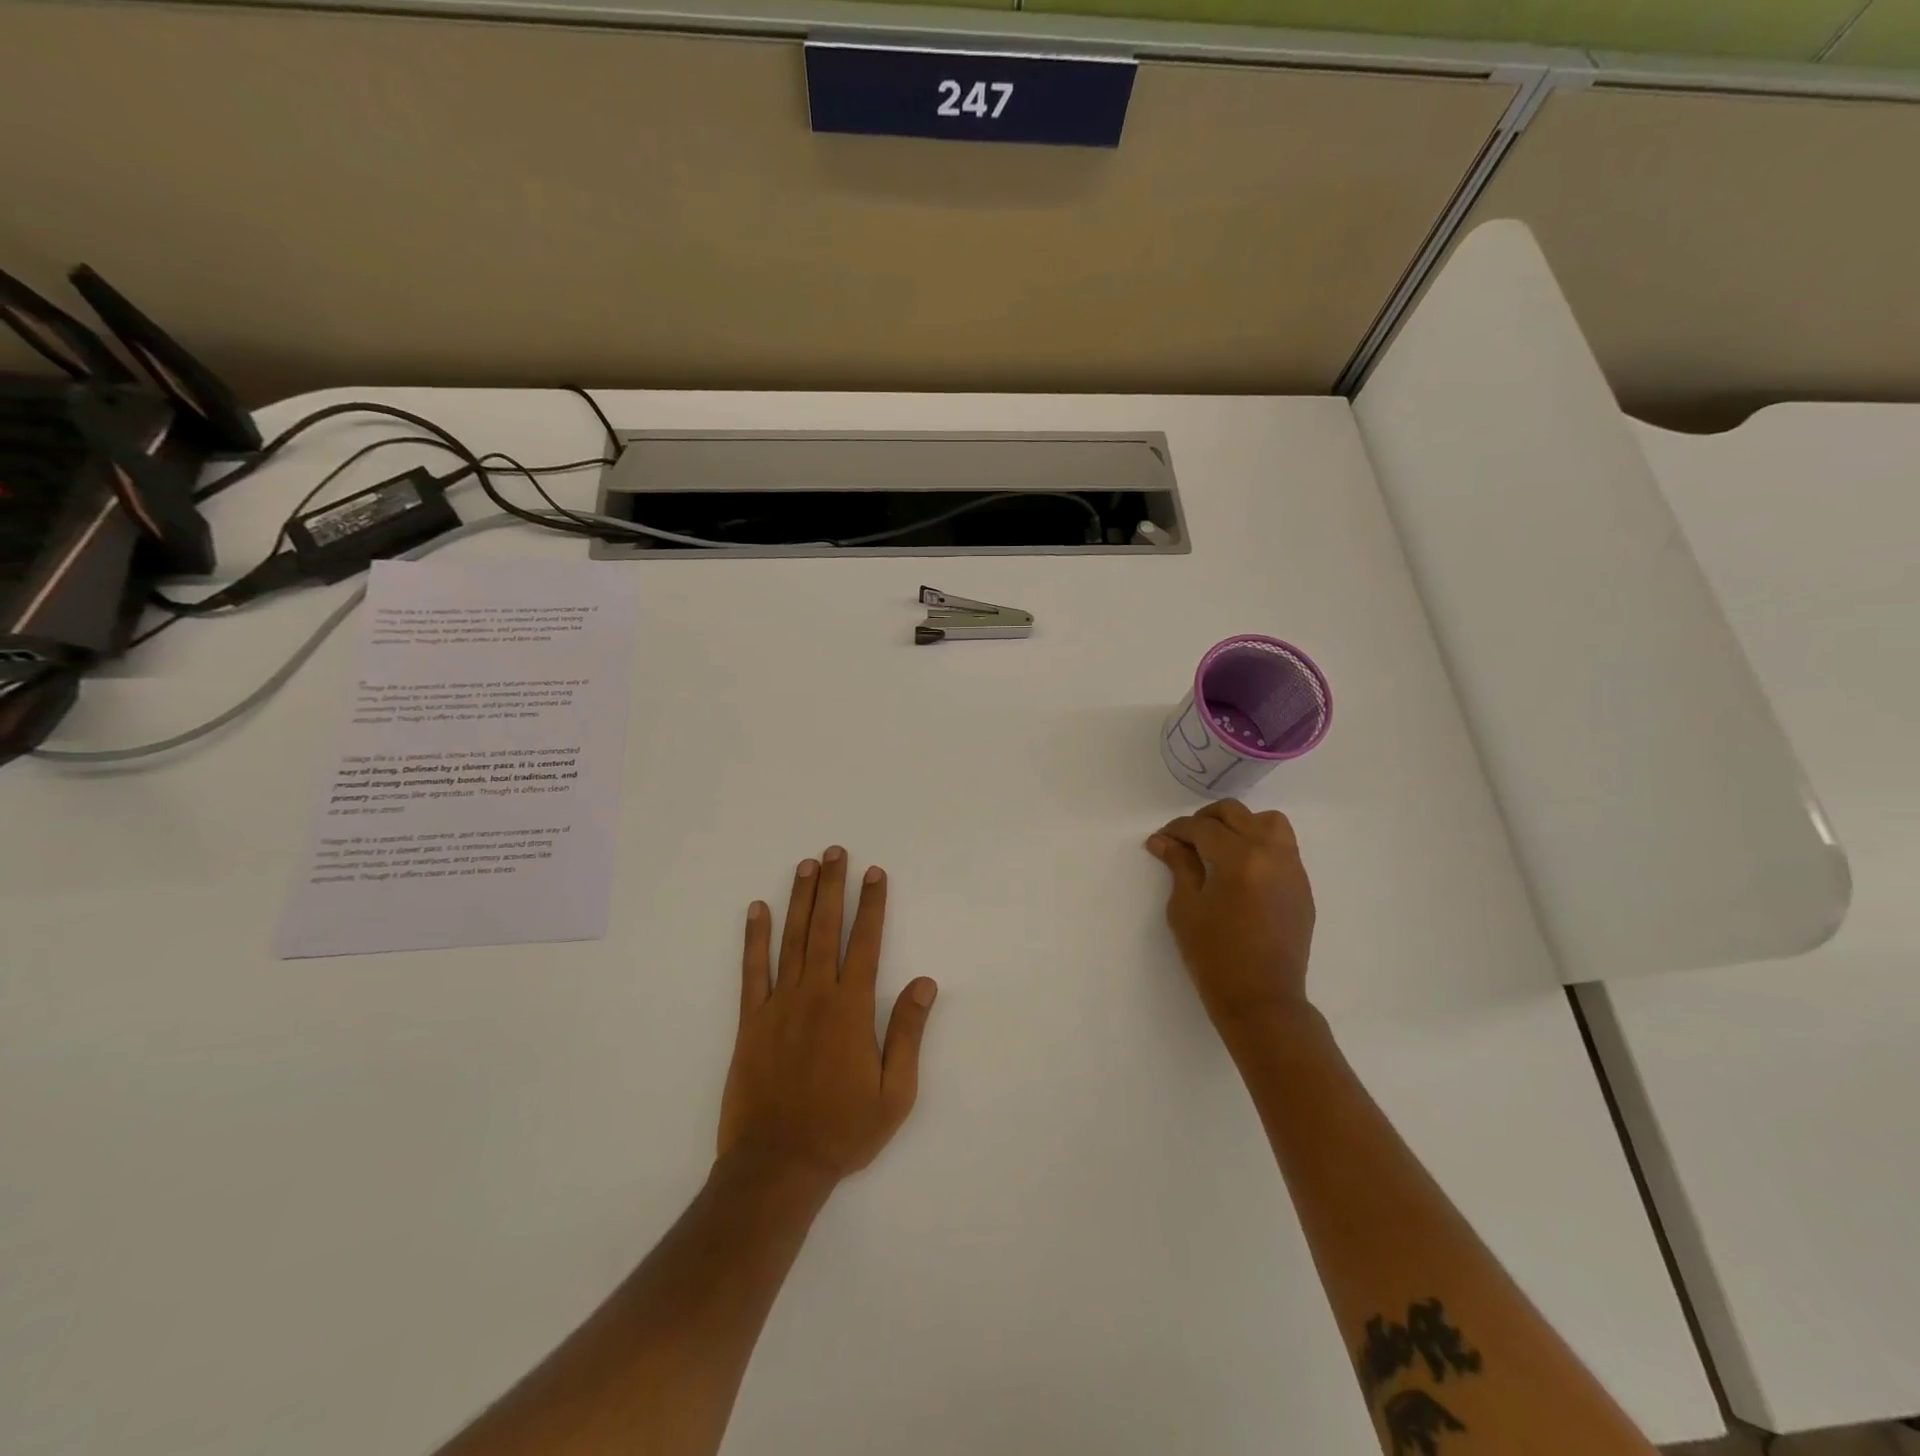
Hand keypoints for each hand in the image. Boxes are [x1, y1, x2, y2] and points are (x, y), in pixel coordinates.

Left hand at [718, 847, 938, 1186]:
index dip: (872, 905)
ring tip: (806, 865)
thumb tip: (925, 983)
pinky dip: (754, 937)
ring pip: (792, 939)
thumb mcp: (894, 1092)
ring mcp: (779, 1004)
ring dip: (799, 899)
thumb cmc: (843, 1130)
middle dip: (833, 887)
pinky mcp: (751, 1020)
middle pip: (826, 928)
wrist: (778, 1165)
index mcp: (852, 1009)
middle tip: (836, 852)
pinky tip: (757, 910)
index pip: (867, 943)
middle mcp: (816, 995)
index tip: (874, 873)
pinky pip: (752, 970)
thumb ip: (908, 1032)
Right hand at [1146, 800, 1315, 1032]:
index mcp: (1239, 858)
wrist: (1262, 999)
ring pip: (1267, 822)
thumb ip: (1179, 865)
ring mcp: (1292, 868)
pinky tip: (1240, 868)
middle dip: (1205, 820)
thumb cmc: (1214, 956)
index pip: (1203, 827)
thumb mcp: (1186, 908)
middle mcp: (1271, 853)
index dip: (1177, 830)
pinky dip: (1259, 843)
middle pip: (1236, 814)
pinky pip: (1282, 846)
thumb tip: (1163, 840)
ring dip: (1239, 824)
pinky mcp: (1301, 886)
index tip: (1160, 840)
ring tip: (1219, 846)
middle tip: (1185, 840)